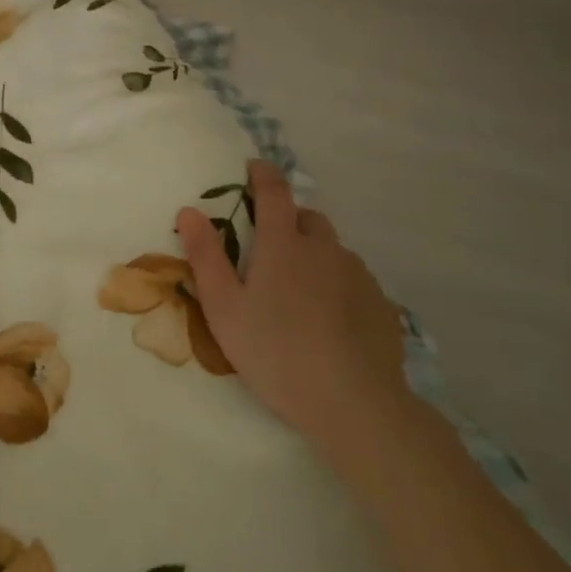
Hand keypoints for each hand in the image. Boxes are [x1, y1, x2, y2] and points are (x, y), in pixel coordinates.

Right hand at [176, 161, 410, 445]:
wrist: (353, 404)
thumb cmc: (275, 352)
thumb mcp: (224, 308)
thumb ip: (206, 256)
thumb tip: (189, 210)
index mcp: (284, 244)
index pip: (274, 191)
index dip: (262, 174)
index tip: (252, 167)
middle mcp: (325, 249)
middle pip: (307, 218)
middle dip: (288, 220)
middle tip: (268, 248)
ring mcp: (359, 275)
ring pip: (332, 250)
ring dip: (314, 254)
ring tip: (298, 292)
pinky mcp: (381, 304)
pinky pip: (354, 280)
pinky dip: (337, 285)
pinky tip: (329, 320)